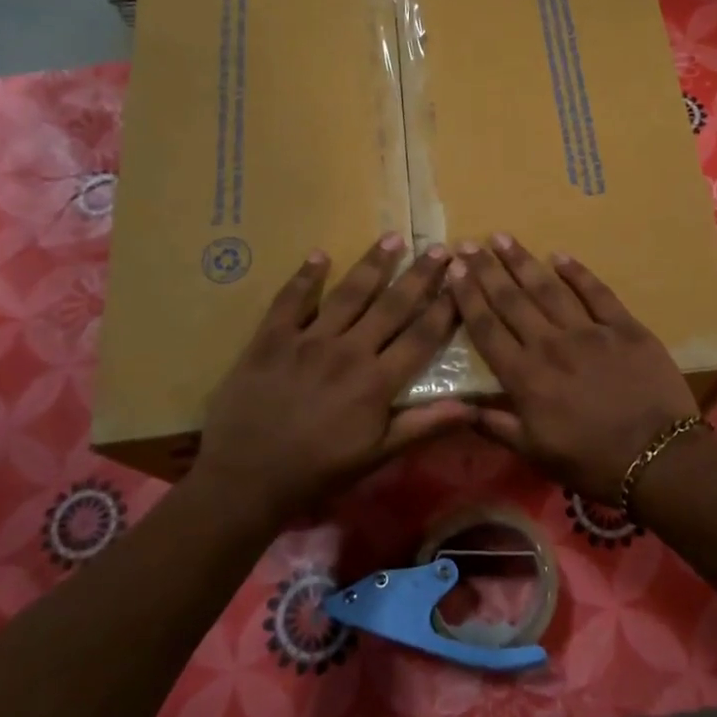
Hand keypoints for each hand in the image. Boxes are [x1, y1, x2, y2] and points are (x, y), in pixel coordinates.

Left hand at [193, 234, 474, 525]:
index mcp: (376, 382)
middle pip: (391, 306)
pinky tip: (319, 255)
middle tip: (438, 248)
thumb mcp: (376, 456)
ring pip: (348, 294)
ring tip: (392, 238)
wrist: (245, 478)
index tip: (461, 283)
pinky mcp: (272, 338)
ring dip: (372, 264)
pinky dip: (305, 276)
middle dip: (418, 276)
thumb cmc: (317, 471)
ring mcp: (308, 340)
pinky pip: (291, 300)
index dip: (444, 309)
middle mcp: (348, 351)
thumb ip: (422, 427)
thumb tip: (470, 408)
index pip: (420, 337)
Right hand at [448, 234, 698, 503]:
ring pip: (548, 289)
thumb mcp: (535, 453)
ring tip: (502, 238)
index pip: (487, 329)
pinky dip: (577, 272)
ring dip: (523, 262)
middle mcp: (550, 345)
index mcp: (525, 377)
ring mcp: (589, 331)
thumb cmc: (592, 462)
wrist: (659, 459)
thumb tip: (456, 407)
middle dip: (486, 270)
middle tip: (468, 244)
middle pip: (511, 300)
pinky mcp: (625, 327)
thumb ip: (495, 425)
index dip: (467, 298)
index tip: (453, 272)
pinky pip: (597, 292)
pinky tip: (559, 256)